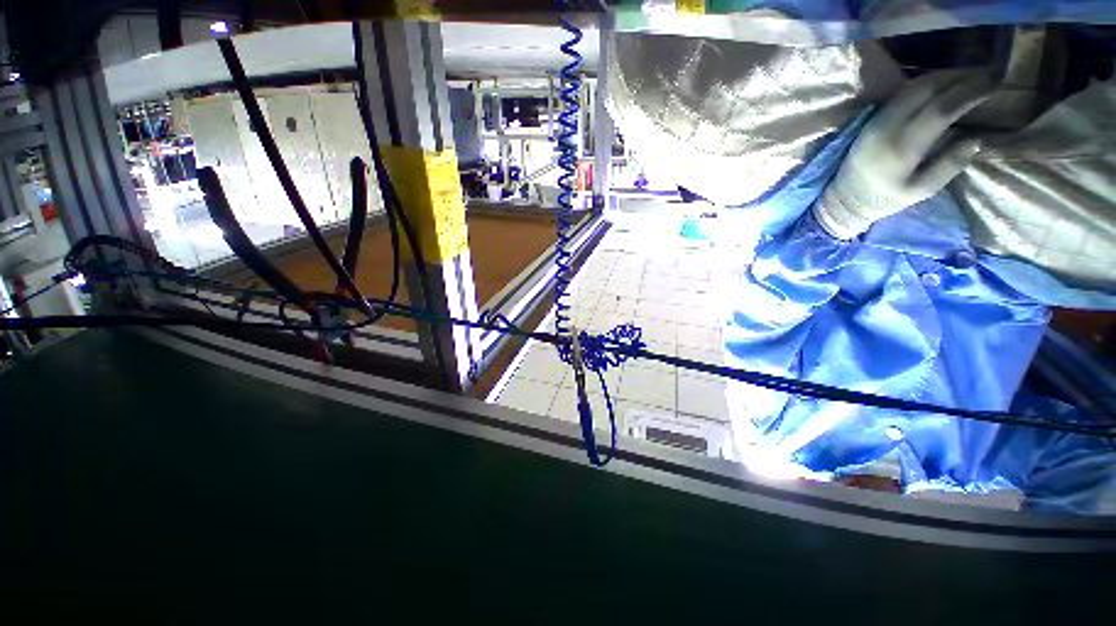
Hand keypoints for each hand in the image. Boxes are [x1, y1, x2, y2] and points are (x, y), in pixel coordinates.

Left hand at [814, 69, 995, 239]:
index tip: (995, 82)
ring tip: (971, 74)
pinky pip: (902, 92)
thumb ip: (949, 165)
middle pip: (928, 89)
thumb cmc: (884, 199)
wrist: (844, 198)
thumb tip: (976, 138)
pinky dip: (927, 82)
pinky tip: (944, 83)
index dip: (970, 92)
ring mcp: (876, 121)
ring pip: (914, 86)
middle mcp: (887, 127)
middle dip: (961, 77)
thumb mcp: (920, 191)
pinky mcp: (871, 119)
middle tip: (988, 73)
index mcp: (902, 147)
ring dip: (944, 75)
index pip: (941, 109)